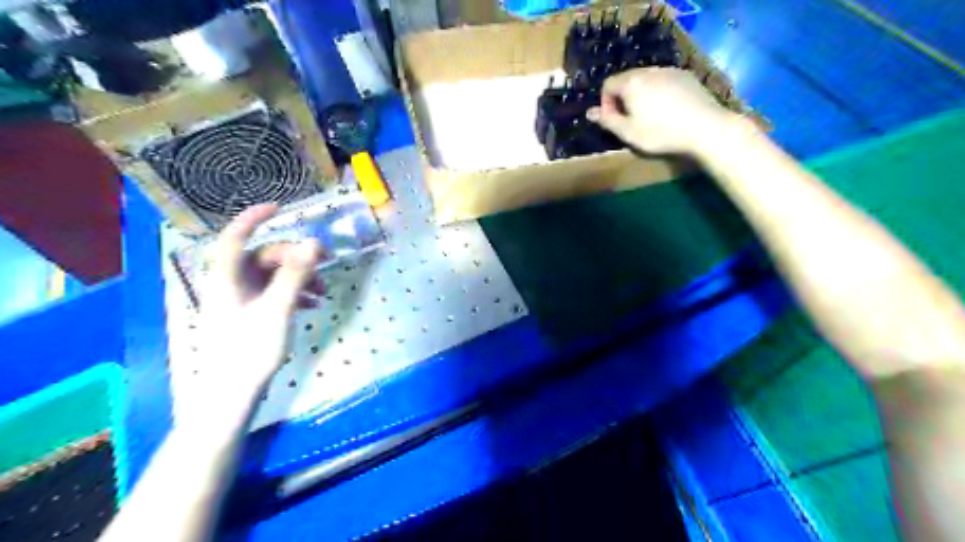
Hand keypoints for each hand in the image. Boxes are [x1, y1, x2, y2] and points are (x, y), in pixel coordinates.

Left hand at [186, 204, 321, 418]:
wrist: (233, 392)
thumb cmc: (251, 349)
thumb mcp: (278, 309)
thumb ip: (295, 274)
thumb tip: (314, 242)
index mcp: (228, 279)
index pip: (235, 237)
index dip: (253, 218)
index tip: (280, 207)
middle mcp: (231, 284)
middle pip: (264, 257)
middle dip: (296, 258)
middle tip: (324, 265)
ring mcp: (240, 300)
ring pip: (273, 276)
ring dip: (300, 278)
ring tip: (323, 293)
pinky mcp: (250, 314)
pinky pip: (274, 292)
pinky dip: (295, 293)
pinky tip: (313, 305)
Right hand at [588, 68, 739, 156]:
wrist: (704, 127)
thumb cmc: (660, 133)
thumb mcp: (628, 133)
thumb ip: (607, 121)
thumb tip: (589, 112)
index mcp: (631, 83)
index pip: (608, 84)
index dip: (605, 103)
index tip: (614, 121)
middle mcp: (648, 71)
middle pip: (626, 79)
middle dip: (623, 98)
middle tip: (630, 120)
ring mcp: (669, 71)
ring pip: (646, 79)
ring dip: (641, 95)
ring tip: (650, 116)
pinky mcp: (686, 76)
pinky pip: (663, 80)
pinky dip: (659, 92)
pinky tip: (669, 111)